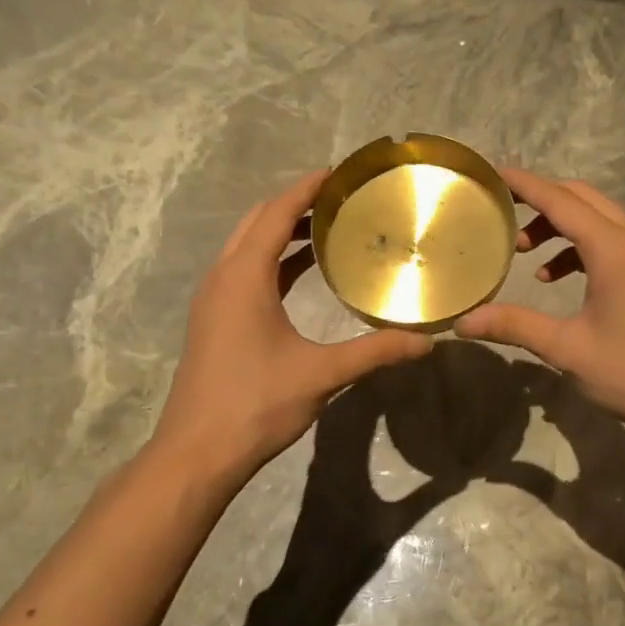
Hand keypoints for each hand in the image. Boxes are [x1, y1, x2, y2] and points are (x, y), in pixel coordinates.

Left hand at [153, 170, 432, 480]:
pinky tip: (301, 273)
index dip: (306, 189)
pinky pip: (244, 271)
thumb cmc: (255, 404)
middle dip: (295, 204)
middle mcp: (223, 278)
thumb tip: (427, 342)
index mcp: (243, 277)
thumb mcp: (321, 374)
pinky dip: (272, 261)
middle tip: (340, 200)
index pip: (275, 214)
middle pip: (257, 222)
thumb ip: (374, 352)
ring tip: (327, 228)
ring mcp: (213, 300)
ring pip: (247, 247)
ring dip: (281, 232)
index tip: (339, 173)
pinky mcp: (214, 321)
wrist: (197, 452)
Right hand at [456, 168, 624, 446]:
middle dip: (541, 202)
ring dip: (562, 227)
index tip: (493, 172)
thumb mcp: (567, 349)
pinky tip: (561, 279)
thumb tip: (462, 322)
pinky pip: (615, 242)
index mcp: (615, 248)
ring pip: (601, 219)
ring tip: (526, 255)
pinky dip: (583, 247)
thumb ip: (514, 325)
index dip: (524, 184)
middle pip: (583, 199)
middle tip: (502, 215)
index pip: (560, 200)